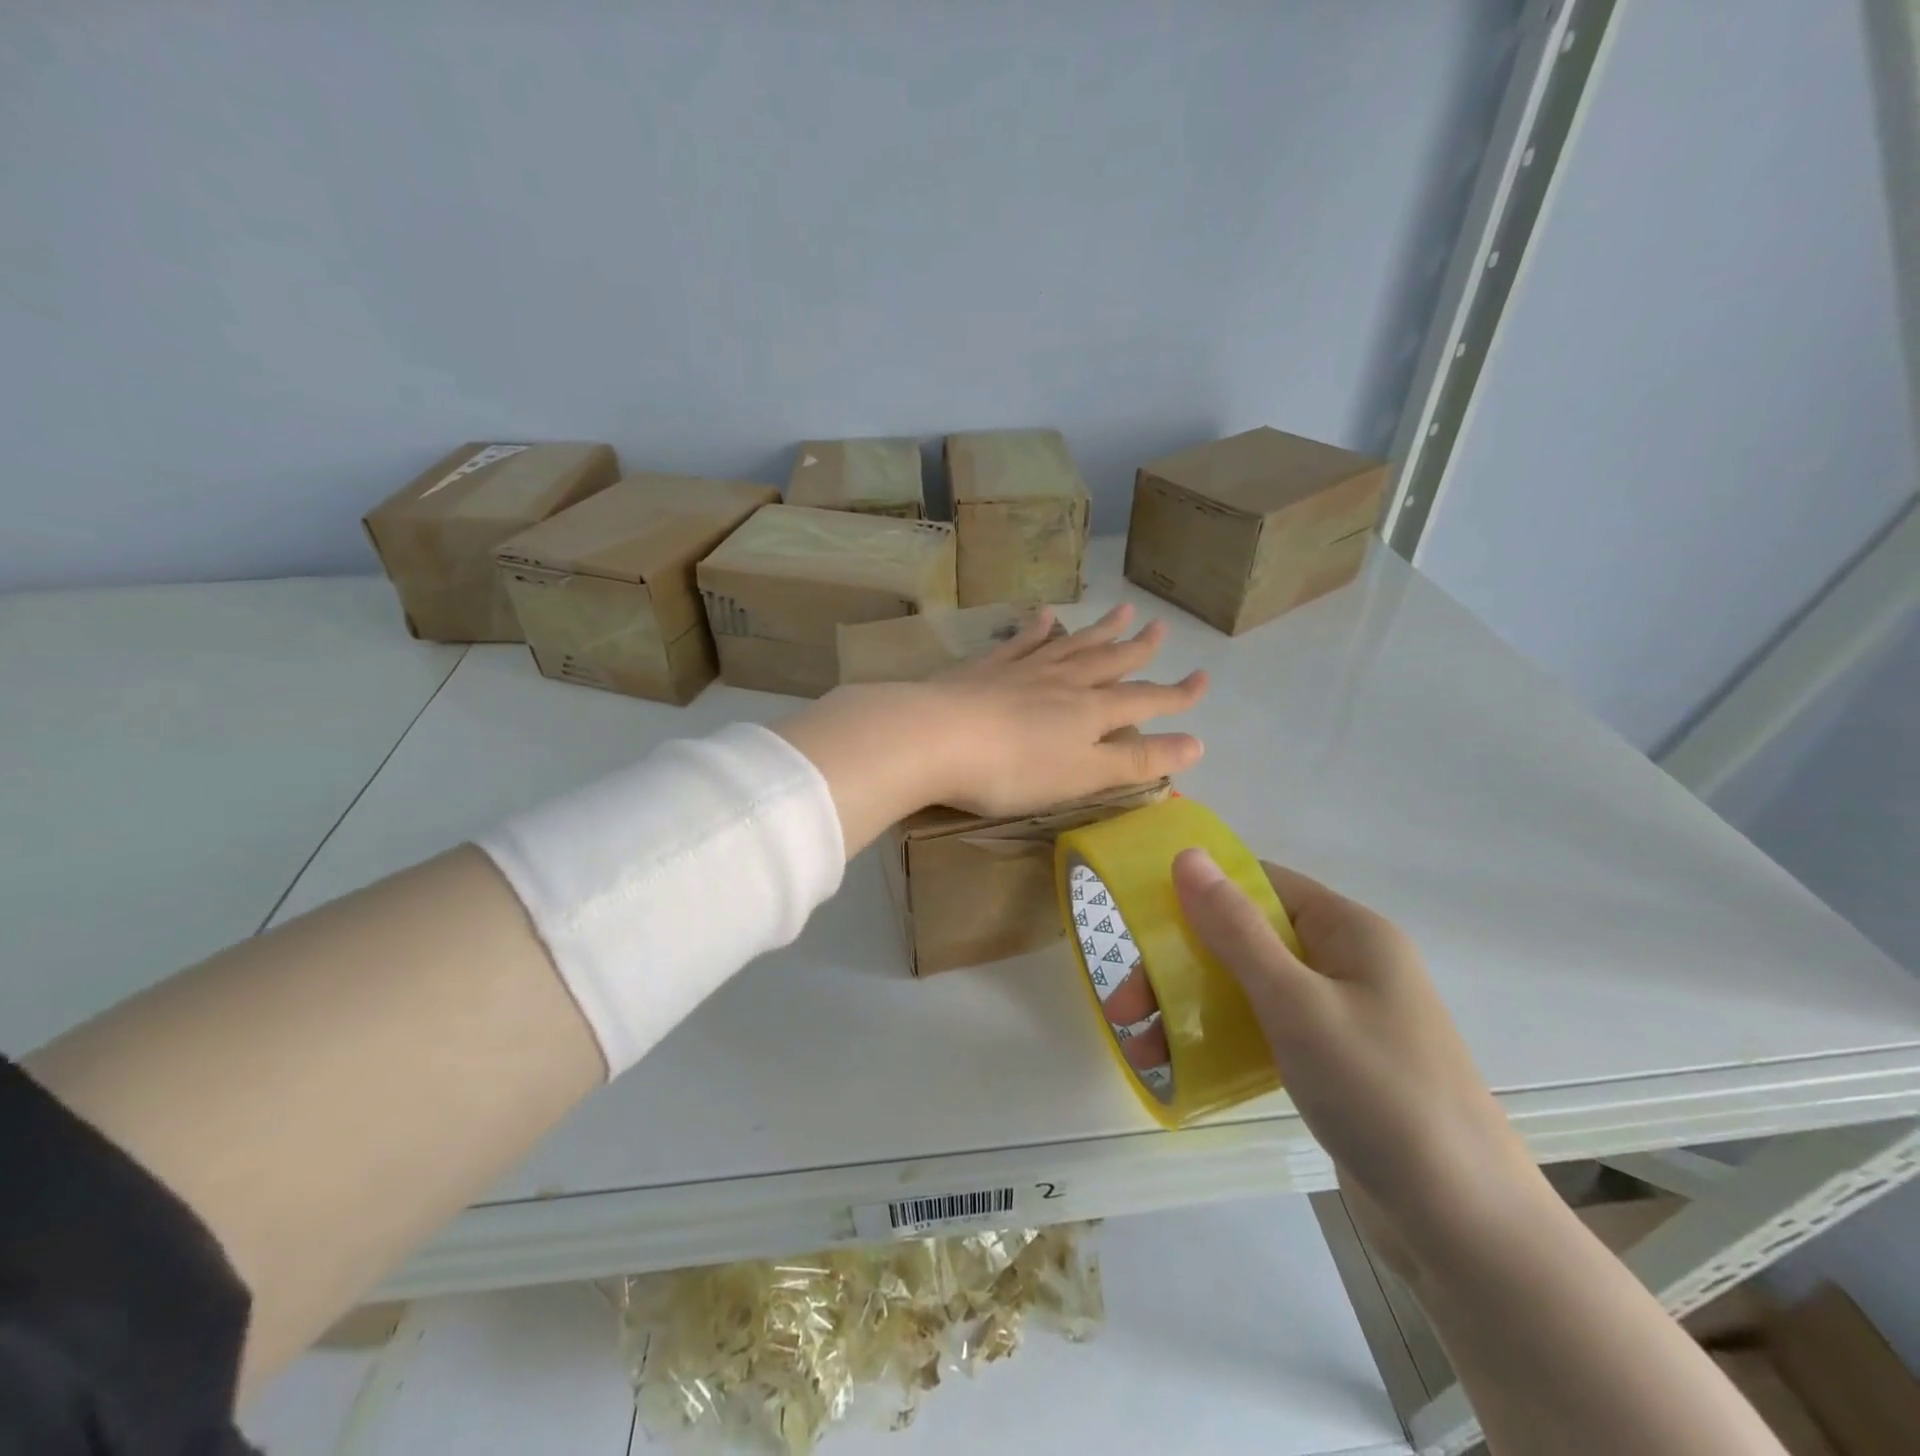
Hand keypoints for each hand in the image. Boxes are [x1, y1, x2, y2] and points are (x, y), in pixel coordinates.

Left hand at [927, 603, 1205, 814]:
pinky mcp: (986, 667)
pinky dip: (1037, 628)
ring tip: (1122, 610)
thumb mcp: (1083, 775)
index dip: (1177, 694)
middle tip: (1160, 626)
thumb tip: (1197, 745)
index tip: (1203, 679)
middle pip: (1109, 661)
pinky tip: (1046, 614)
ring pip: (1071, 644)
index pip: (1145, 700)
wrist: (936, 737)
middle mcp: (1063, 681)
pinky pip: (1020, 641)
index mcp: (1089, 712)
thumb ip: (1136, 760)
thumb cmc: (1013, 769)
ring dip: (1098, 629)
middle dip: (1138, 648)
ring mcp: (1023, 669)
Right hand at [1171, 853, 1544, 1275]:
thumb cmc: (1379, 1091)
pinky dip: (1220, 1039)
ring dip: (1189, 1007)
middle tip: (1124, 1005)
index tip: (1142, 919)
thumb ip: (1236, 929)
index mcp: (1348, 930)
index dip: (1200, 892)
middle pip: (1244, 939)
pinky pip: (1263, 1029)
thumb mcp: (1296, 1002)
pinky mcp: (1331, 1060)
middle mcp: (1344, 961)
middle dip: (1179, 966)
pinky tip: (1180, 1066)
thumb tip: (1187, 855)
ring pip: (1246, 987)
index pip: (1261, 883)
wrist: (1463, 1225)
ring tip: (1139, 1046)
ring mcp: (1338, 1013)